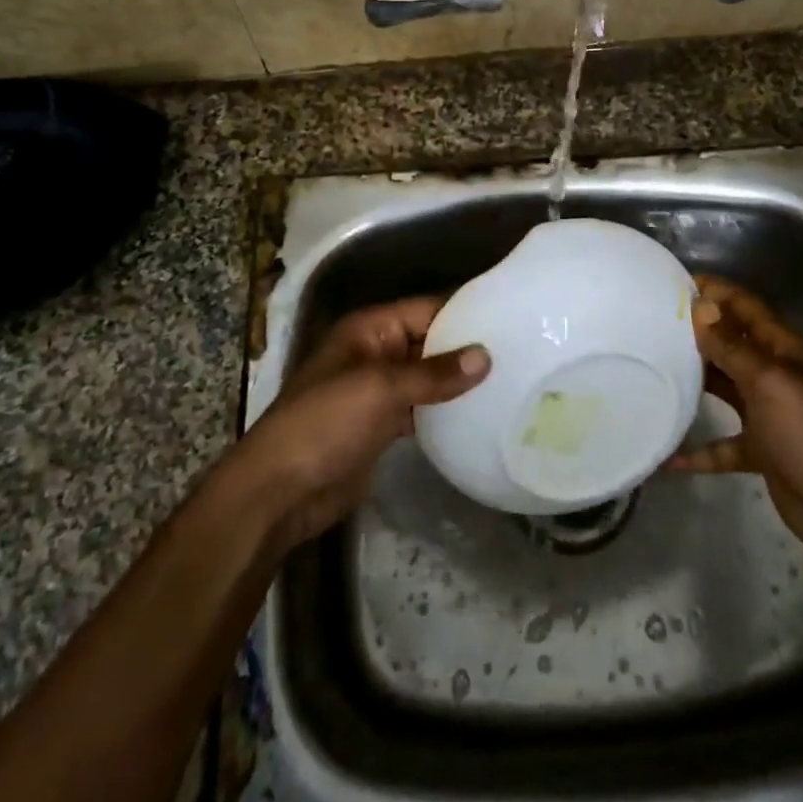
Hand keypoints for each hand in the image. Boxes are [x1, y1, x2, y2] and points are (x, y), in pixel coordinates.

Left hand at [229, 298, 487, 550]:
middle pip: (429, 341)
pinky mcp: (382, 425)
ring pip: (427, 376)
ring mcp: (378, 390)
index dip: (465, 311)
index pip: (427, 309)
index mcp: (369, 329)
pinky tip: (480, 415)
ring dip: (459, 380)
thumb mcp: (380, 389)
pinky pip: (421, 407)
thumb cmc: (325, 424)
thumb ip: (433, 373)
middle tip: (522, 353)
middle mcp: (376, 352)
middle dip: (467, 348)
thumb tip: (486, 356)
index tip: (512, 317)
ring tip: (511, 381)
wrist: (279, 492)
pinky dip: (445, 410)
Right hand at [668, 276, 802, 562]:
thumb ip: (732, 347)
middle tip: (650, 322)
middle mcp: (774, 375)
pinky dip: (698, 449)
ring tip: (652, 369)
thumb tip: (701, 306)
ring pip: (724, 388)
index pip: (746, 307)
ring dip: (694, 380)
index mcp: (784, 351)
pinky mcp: (760, 451)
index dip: (715, 291)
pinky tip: (668, 455)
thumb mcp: (769, 384)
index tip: (673, 282)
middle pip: (731, 343)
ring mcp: (767, 414)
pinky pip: (722, 444)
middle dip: (697, 330)